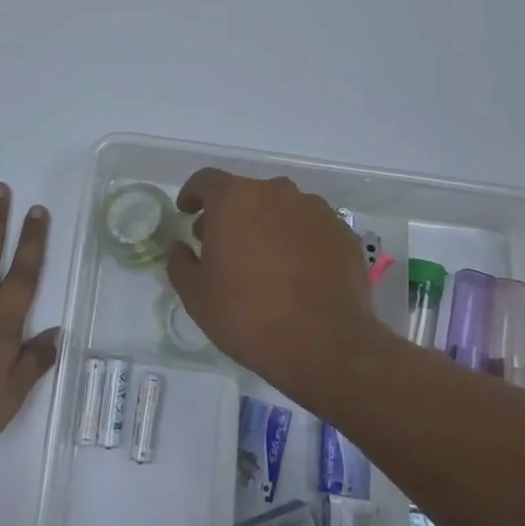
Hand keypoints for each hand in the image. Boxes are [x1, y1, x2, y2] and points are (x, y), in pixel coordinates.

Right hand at [166, 169, 373, 392]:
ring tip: (264, 261)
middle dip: (230, 214)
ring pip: (281, 209)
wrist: (325, 345)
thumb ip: (181, 262)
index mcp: (235, 199)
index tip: (188, 212)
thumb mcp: (196, 295)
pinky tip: (296, 273)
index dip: (193, 194)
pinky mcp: (343, 233)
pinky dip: (298, 241)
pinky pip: (310, 228)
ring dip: (267, 225)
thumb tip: (181, 247)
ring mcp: (315, 210)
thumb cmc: (248, 315)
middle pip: (246, 193)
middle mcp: (277, 193)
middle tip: (223, 246)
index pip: (206, 181)